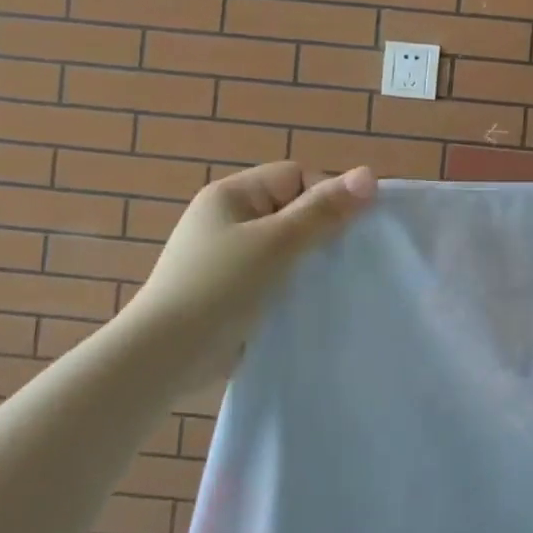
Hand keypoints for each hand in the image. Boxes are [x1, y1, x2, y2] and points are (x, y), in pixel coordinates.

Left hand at [122, 162, 375, 383]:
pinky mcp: (232, 292)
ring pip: (287, 248)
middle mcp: (229, 219)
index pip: (295, 177)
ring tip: (330, 284)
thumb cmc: (219, 287)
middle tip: (343, 260)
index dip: (325, 197)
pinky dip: (292, 287)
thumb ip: (323, 210)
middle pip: (293, 211)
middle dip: (321, 232)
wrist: (162, 358)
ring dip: (308, 263)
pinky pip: (275, 277)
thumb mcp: (276, 243)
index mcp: (233, 195)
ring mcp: (228, 257)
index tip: (344, 231)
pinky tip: (309, 304)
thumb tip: (370, 174)